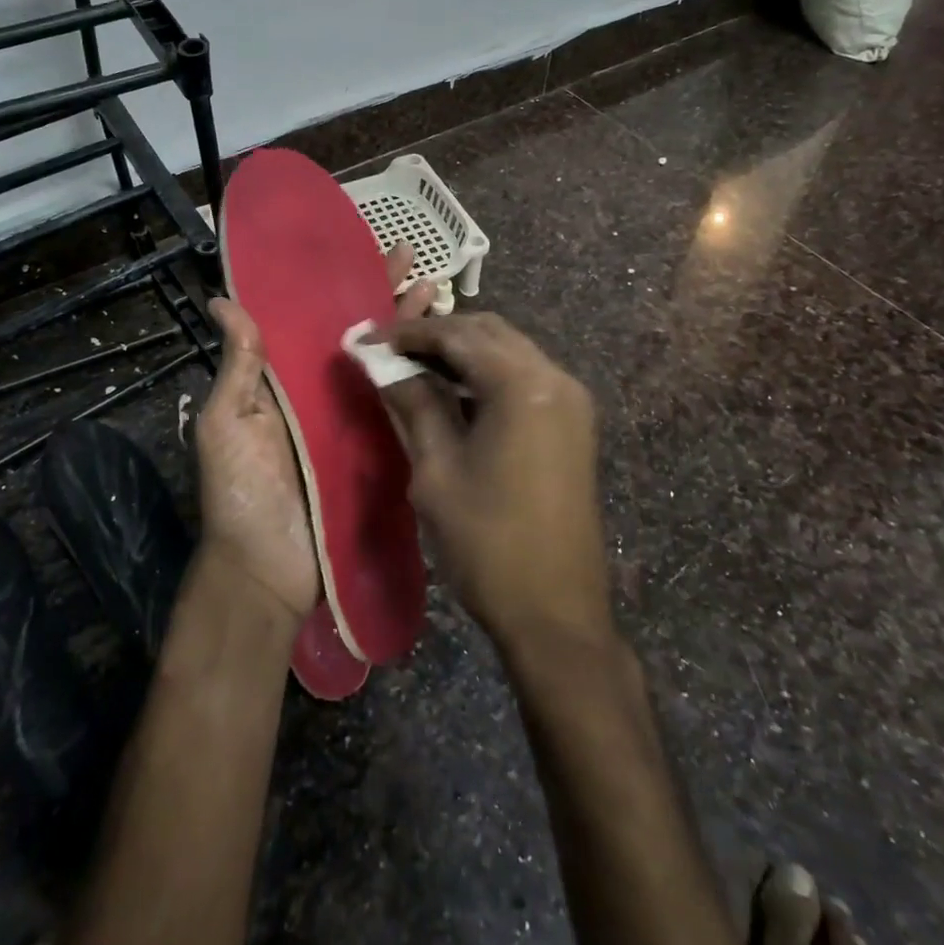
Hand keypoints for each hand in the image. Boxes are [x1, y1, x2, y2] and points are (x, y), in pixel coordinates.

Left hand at [196, 244, 436, 624]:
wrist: (265, 570)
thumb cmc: (240, 490)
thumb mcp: (228, 421)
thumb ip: (239, 364)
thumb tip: (224, 300)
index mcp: (287, 379)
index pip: (318, 319)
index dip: (342, 285)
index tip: (366, 251)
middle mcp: (325, 393)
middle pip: (361, 335)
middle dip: (386, 297)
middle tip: (416, 263)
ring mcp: (356, 422)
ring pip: (387, 363)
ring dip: (411, 328)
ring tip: (437, 291)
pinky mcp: (380, 450)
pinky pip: (403, 408)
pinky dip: (422, 379)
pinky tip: (446, 354)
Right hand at [377, 313, 610, 652]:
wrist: (557, 612)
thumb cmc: (488, 542)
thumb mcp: (436, 469)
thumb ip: (412, 403)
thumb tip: (382, 364)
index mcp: (523, 385)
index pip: (458, 335)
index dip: (410, 333)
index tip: (369, 339)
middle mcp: (555, 378)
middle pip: (489, 332)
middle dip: (438, 335)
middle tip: (391, 351)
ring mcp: (571, 399)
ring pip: (509, 350)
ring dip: (464, 352)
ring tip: (415, 368)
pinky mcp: (573, 422)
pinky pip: (525, 377)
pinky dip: (488, 374)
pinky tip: (454, 392)